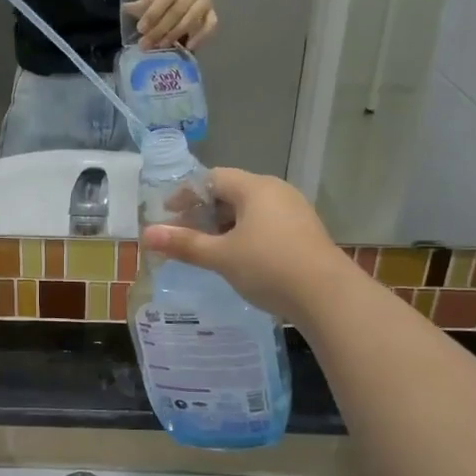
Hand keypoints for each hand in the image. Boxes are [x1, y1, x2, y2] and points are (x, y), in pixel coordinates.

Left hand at [131, 0, 216, 47]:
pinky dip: (201, 37)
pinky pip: (210, 25)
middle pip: (178, 12)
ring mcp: (206, 2)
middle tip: (146, 43)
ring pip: (192, 20)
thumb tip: (126, 10)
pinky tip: (189, 47)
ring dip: (175, 34)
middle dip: (160, 29)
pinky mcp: (213, 12)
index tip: (140, 28)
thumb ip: (146, 0)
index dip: (153, 14)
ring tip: (161, 46)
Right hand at [141, 169, 353, 319]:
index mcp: (255, 188)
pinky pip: (267, 224)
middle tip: (185, 235)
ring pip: (250, 210)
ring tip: (209, 250)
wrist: (328, 297)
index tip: (168, 215)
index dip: (186, 194)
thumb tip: (146, 234)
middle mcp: (276, 191)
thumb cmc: (269, 267)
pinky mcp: (305, 233)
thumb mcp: (221, 256)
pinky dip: (246, 235)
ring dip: (225, 226)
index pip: (212, 178)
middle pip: (232, 192)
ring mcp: (295, 211)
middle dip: (204, 212)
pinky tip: (240, 259)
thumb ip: (184, 244)